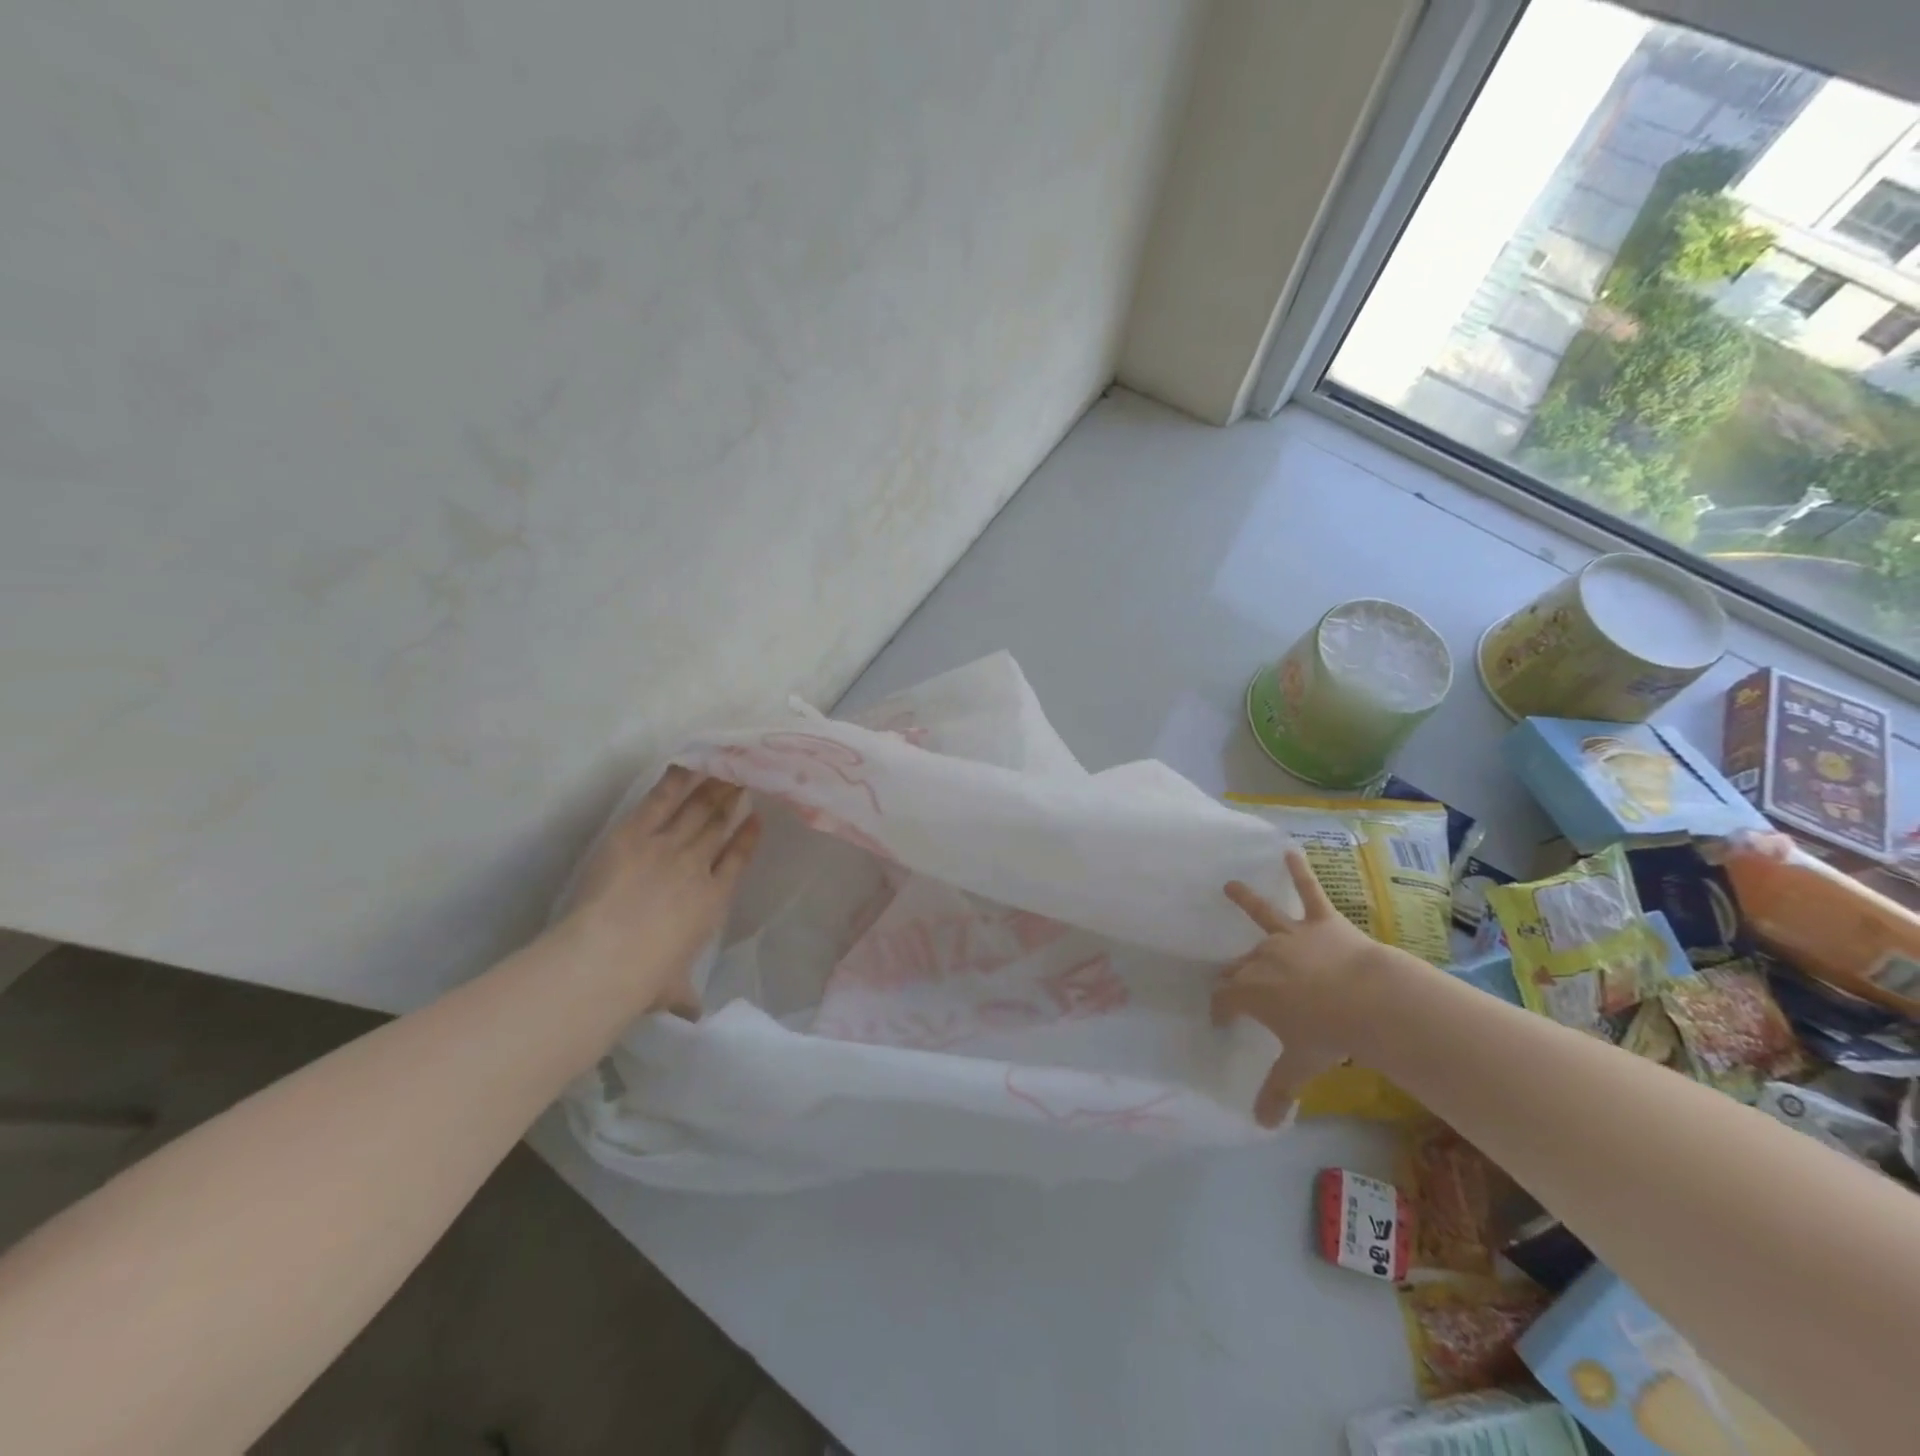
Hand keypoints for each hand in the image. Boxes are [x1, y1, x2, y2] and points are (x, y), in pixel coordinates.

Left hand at [555, 767, 761, 1018]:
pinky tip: (687, 765)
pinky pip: (659, 801)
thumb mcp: (671, 991)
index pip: (736, 860)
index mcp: (713, 901)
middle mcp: (697, 866)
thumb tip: (694, 1017)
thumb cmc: (646, 978)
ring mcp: (667, 846)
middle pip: (718, 825)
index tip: (755, 818)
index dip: (747, 837)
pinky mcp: (635, 835)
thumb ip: (685, 997)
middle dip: (732, 800)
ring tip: (725, 767)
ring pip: (696, 809)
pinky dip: (674, 782)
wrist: (609, 957)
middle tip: (743, 778)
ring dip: (712, 786)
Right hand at [1213, 849, 1418, 1126]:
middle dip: (1232, 970)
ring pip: (1263, 914)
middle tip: (1230, 976)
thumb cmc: (1329, 1035)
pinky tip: (1292, 852)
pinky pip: (1309, 892)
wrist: (1369, 1001)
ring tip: (1229, 885)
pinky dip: (1300, 873)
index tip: (1220, 1018)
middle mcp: (1263, 956)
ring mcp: (1291, 935)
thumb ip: (1278, 1093)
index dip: (1220, 1008)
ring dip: (1246, 899)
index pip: (1225, 997)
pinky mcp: (1321, 921)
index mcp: (1253, 990)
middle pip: (1240, 961)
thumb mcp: (1300, 1067)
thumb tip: (1261, 1126)